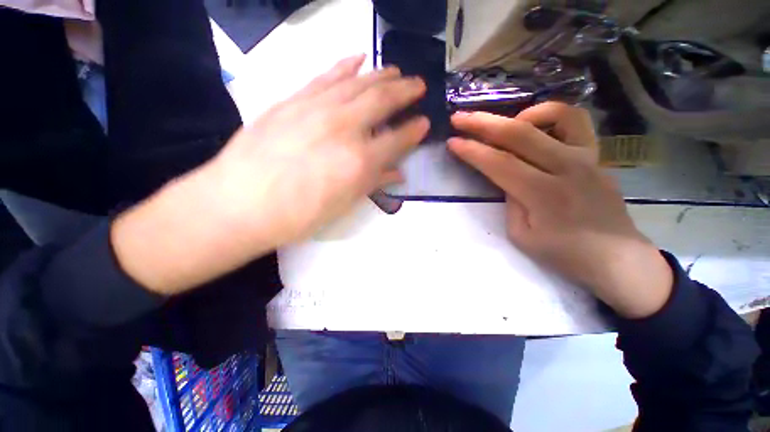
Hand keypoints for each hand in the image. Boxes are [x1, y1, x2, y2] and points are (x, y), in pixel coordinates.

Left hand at [112, 55, 427, 294]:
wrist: (239, 204)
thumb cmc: (297, 215)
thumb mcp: (343, 205)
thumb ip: (373, 184)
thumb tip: (396, 173)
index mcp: (359, 161)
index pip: (397, 140)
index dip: (414, 131)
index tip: (424, 122)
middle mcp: (344, 128)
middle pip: (382, 101)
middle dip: (405, 91)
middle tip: (418, 85)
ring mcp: (317, 108)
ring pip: (358, 82)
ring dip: (381, 74)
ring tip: (396, 71)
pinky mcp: (293, 99)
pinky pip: (326, 76)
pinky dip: (345, 65)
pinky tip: (358, 57)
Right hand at [449, 103, 672, 318]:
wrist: (616, 256)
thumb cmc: (564, 253)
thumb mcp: (521, 234)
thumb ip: (510, 200)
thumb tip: (506, 177)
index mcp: (543, 194)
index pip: (498, 163)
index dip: (471, 151)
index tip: (452, 142)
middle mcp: (566, 167)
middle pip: (518, 133)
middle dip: (482, 123)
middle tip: (459, 118)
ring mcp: (586, 156)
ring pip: (554, 114)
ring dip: (520, 114)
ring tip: (502, 124)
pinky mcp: (596, 154)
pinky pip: (575, 121)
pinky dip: (551, 116)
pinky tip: (535, 128)